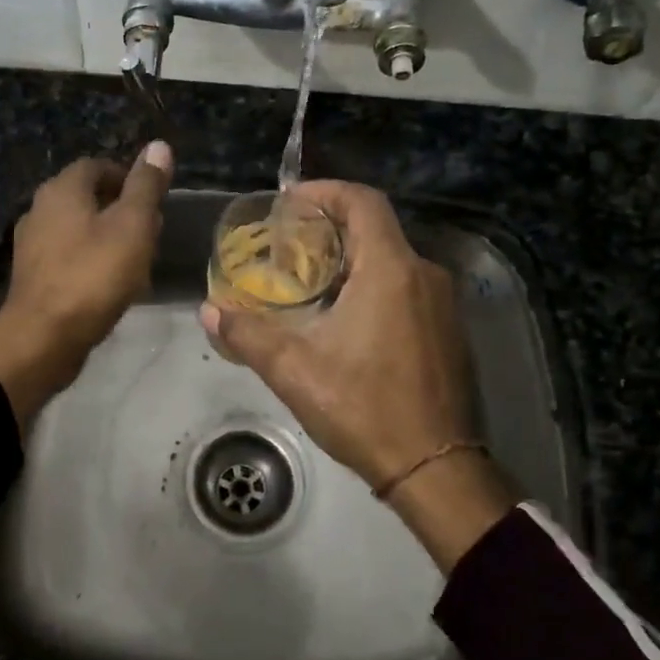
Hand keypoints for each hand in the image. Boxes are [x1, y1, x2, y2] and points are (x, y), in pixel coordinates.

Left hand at [0, 142, 172, 427]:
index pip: (97, 166)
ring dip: (108, 238)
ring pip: (78, 229)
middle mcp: (40, 209)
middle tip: (150, 232)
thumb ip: (146, 186)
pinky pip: (68, 257)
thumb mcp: (133, 225)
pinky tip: (111, 285)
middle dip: (121, 209)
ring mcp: (32, 244)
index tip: (153, 201)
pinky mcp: (33, 276)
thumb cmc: (93, 275)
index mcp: (62, 189)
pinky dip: (91, 262)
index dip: (128, 177)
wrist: (43, 338)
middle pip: (87, 197)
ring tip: (137, 261)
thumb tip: (158, 145)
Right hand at [201, 180, 516, 567]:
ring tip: (310, 283)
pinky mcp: (450, 332)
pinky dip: (375, 286)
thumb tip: (209, 312)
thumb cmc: (364, 408)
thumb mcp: (294, 370)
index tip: (290, 202)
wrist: (435, 468)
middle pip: (377, 229)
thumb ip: (248, 334)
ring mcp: (444, 305)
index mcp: (391, 270)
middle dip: (331, 229)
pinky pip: (409, 289)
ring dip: (352, 261)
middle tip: (289, 245)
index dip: (325, 191)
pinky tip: (347, 319)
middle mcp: (424, 275)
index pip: (362, 201)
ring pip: (393, 261)